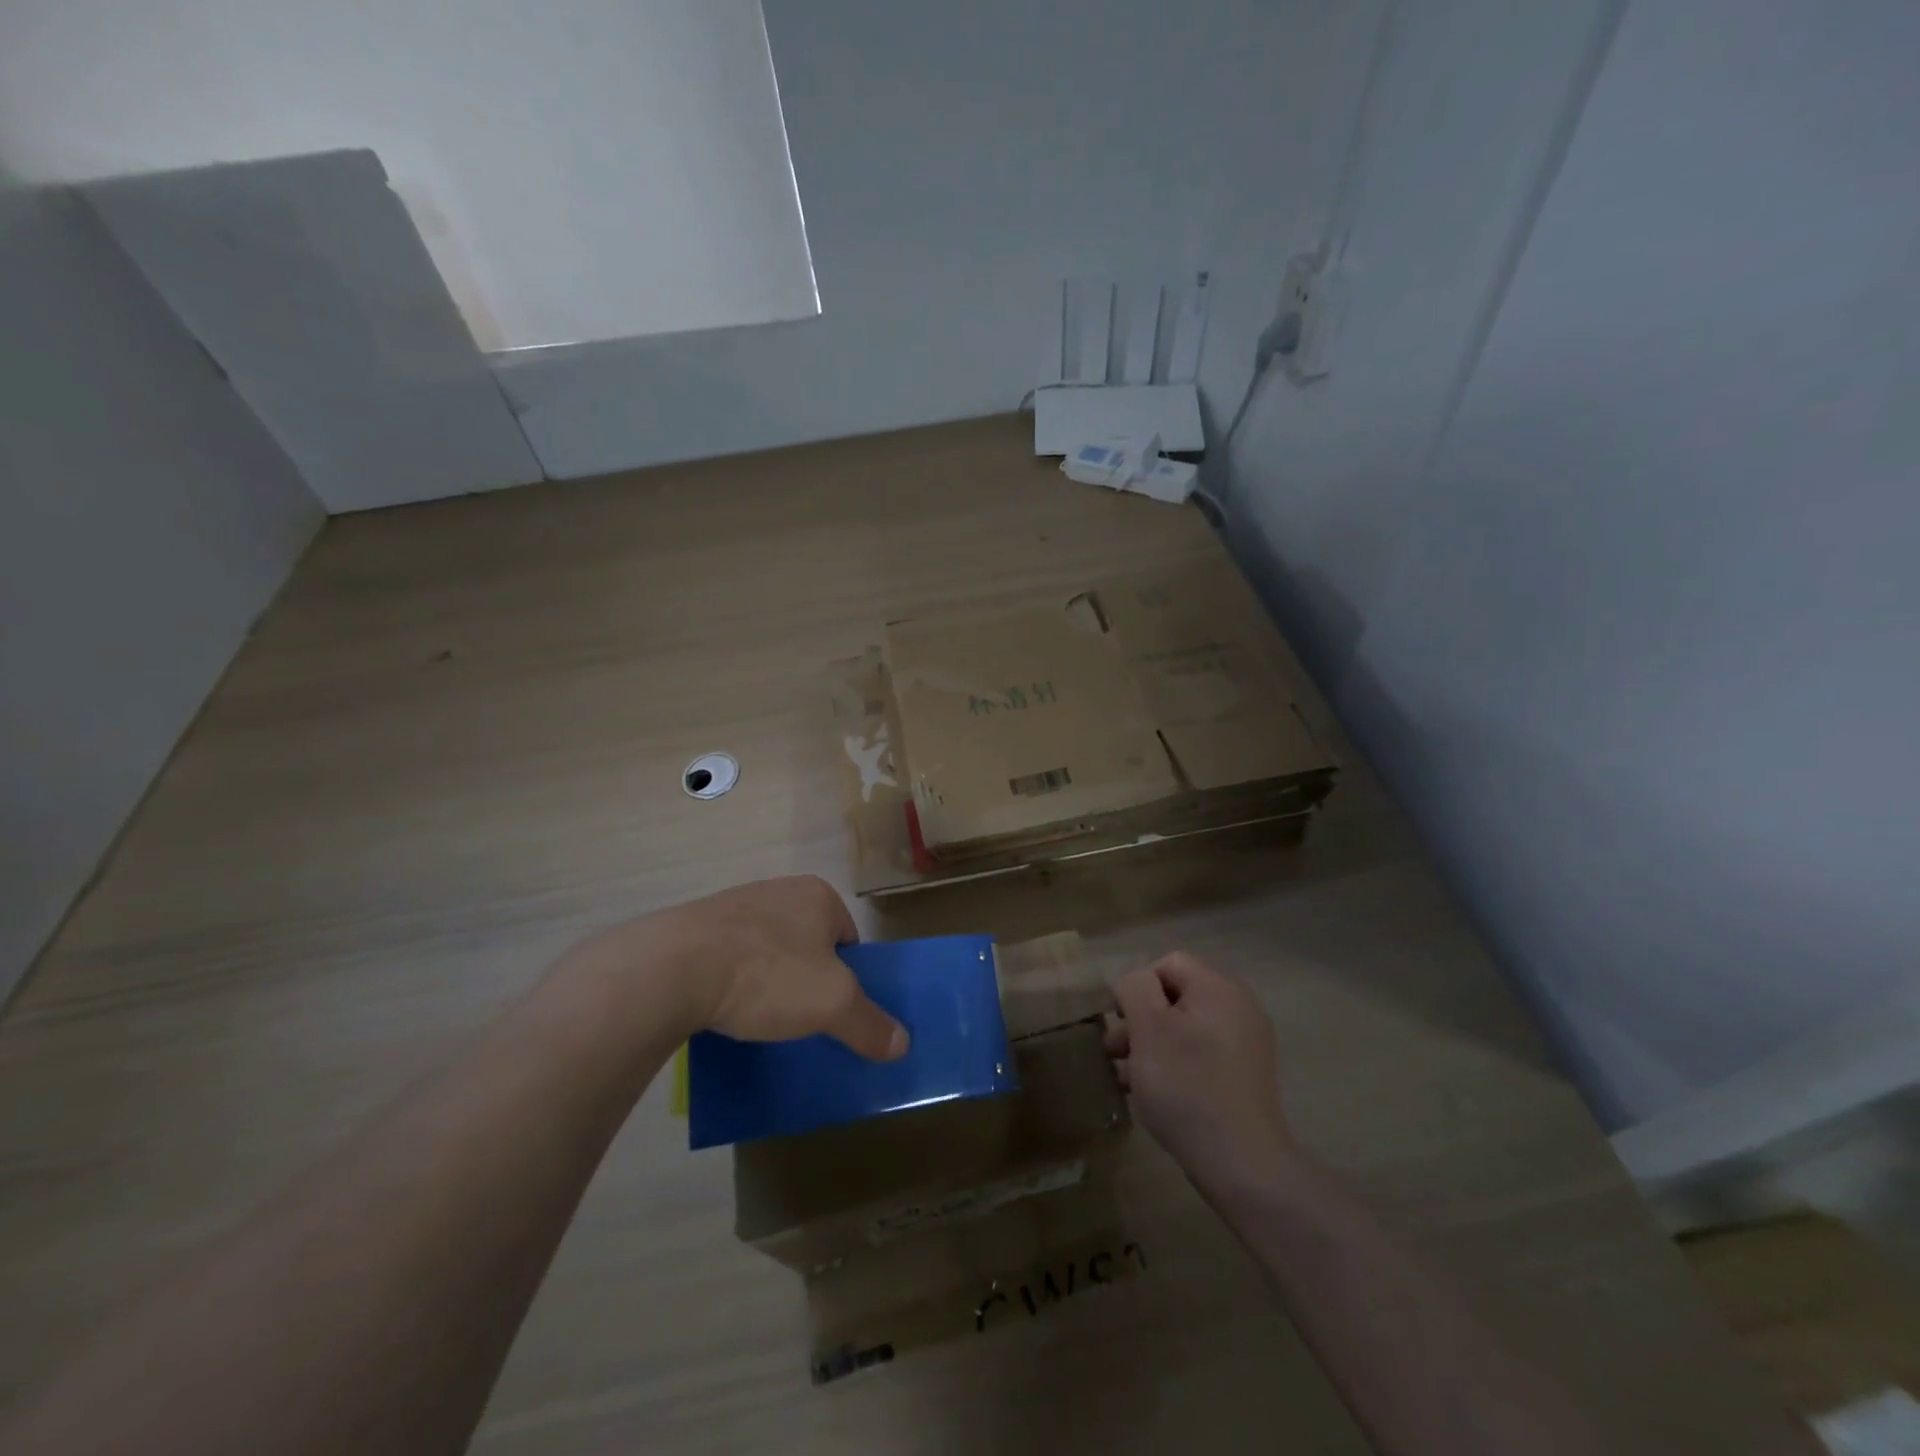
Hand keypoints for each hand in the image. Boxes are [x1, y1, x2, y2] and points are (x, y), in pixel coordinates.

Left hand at [640, 876, 907, 1059]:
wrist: (673, 967)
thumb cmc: (768, 974)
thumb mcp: (832, 1005)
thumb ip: (869, 1023)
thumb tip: (902, 1044)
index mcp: (818, 894)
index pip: (847, 938)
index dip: (846, 976)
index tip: (830, 1008)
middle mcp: (779, 889)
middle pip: (807, 943)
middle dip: (805, 978)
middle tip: (797, 1016)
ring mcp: (734, 905)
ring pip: (767, 950)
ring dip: (766, 980)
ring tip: (757, 1016)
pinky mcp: (696, 926)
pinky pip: (729, 957)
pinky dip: (731, 980)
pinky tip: (722, 1006)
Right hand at [1105, 952, 1295, 1188]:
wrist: (1241, 1162)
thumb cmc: (1186, 1086)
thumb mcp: (1148, 1028)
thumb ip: (1135, 989)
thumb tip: (1137, 983)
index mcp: (1218, 987)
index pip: (1168, 964)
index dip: (1138, 988)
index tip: (1121, 1022)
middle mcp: (1238, 1006)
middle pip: (1176, 996)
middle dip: (1140, 1019)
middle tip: (1116, 1051)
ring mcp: (1246, 1042)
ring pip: (1185, 1028)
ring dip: (1152, 1045)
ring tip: (1126, 1077)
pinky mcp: (1245, 1074)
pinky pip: (1201, 1053)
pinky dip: (1175, 1064)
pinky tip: (1153, 1093)